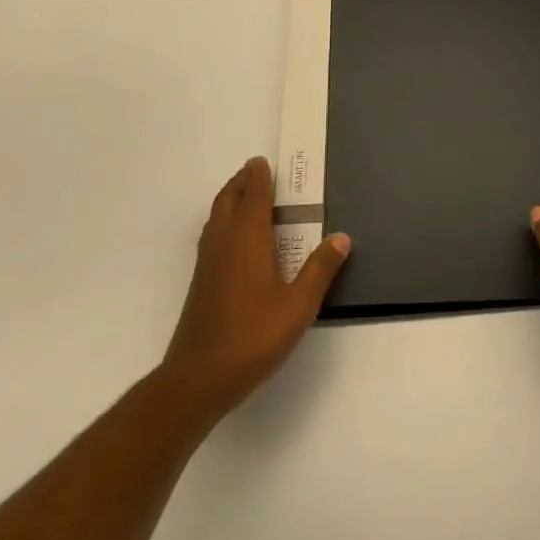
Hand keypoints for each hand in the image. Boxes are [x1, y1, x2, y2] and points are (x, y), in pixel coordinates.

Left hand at [162, 156, 350, 421]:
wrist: (199, 377)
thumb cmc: (253, 335)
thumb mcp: (298, 305)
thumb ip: (320, 269)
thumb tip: (341, 237)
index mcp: (248, 240)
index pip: (253, 197)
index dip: (258, 178)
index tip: (261, 161)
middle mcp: (224, 243)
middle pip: (228, 201)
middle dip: (241, 183)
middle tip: (255, 172)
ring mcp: (208, 264)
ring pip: (216, 218)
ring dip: (229, 201)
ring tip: (245, 198)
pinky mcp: (201, 283)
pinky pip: (212, 237)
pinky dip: (223, 223)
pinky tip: (234, 242)